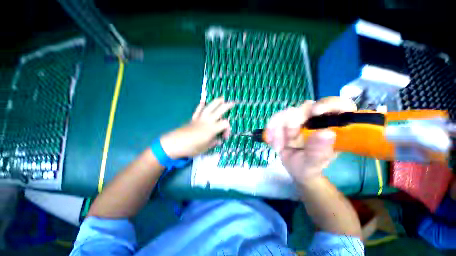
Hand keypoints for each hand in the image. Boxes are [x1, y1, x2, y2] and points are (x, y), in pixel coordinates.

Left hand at [160, 97, 233, 158]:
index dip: (228, 129)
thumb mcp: (205, 148)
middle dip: (226, 106)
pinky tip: (202, 101)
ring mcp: (199, 119)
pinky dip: (200, 106)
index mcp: (211, 129)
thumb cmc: (191, 147)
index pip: (225, 124)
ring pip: (209, 108)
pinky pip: (198, 111)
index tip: (225, 137)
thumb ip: (213, 143)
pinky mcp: (193, 119)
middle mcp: (207, 121)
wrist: (174, 144)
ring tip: (221, 98)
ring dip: (216, 102)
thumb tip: (218, 140)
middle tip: (232, 103)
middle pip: (219, 111)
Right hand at [266, 97, 356, 182]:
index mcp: (333, 126)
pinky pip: (276, 118)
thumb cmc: (309, 167)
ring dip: (278, 129)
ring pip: (287, 113)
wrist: (294, 168)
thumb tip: (326, 133)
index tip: (316, 112)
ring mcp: (299, 118)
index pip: (338, 105)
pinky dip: (271, 129)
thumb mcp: (314, 164)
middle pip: (305, 108)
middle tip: (289, 140)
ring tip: (278, 147)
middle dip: (293, 123)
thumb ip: (319, 151)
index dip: (328, 104)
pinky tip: (270, 140)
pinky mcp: (285, 121)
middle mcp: (316, 118)